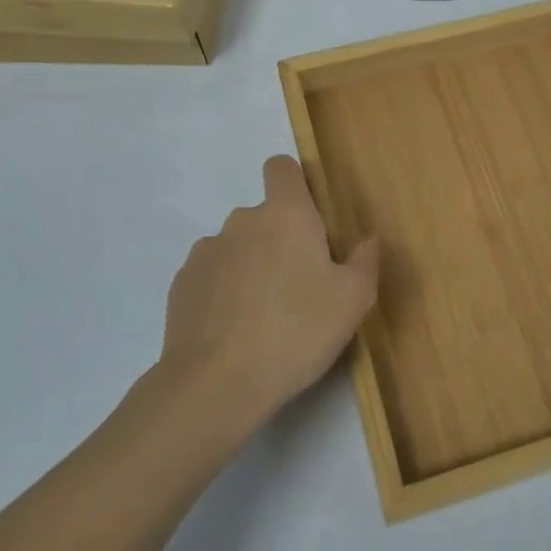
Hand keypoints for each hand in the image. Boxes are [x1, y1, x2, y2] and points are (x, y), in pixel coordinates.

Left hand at [158, 155, 380, 421]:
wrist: (216, 383)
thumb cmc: (297, 331)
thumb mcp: (353, 301)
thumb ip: (366, 262)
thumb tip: (369, 240)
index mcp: (285, 215)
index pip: (281, 167)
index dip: (295, 183)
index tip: (310, 219)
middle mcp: (242, 221)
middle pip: (264, 215)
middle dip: (282, 240)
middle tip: (301, 285)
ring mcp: (206, 252)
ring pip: (238, 246)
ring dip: (252, 266)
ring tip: (266, 314)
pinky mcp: (181, 284)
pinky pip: (213, 275)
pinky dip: (225, 291)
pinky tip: (236, 329)